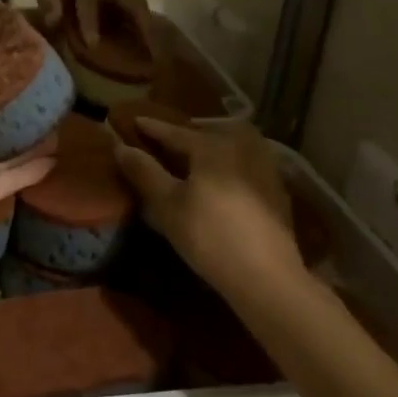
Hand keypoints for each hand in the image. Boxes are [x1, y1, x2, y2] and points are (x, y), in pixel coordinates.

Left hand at [34, 0, 144, 44]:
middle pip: (131, 1)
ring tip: (155, 53)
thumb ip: (49, 1)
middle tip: (151, 52)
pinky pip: (137, 11)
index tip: (92, 44)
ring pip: (140, 7)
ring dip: (149, 29)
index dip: (90, 21)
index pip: (89, 0)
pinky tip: (148, 46)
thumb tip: (55, 21)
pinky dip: (144, 28)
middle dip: (142, 26)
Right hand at [114, 120, 302, 293]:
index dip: (152, 128)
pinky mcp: (277, 192)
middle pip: (211, 132)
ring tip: (198, 156)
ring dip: (215, 144)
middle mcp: (242, 148)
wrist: (266, 276)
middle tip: (169, 139)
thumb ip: (144, 172)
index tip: (134, 120)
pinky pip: (248, 163)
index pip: (176, 132)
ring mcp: (265, 168)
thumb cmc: (209, 236)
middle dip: (188, 132)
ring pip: (235, 144)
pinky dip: (231, 162)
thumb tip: (121, 146)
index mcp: (213, 147)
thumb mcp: (167, 205)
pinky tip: (225, 178)